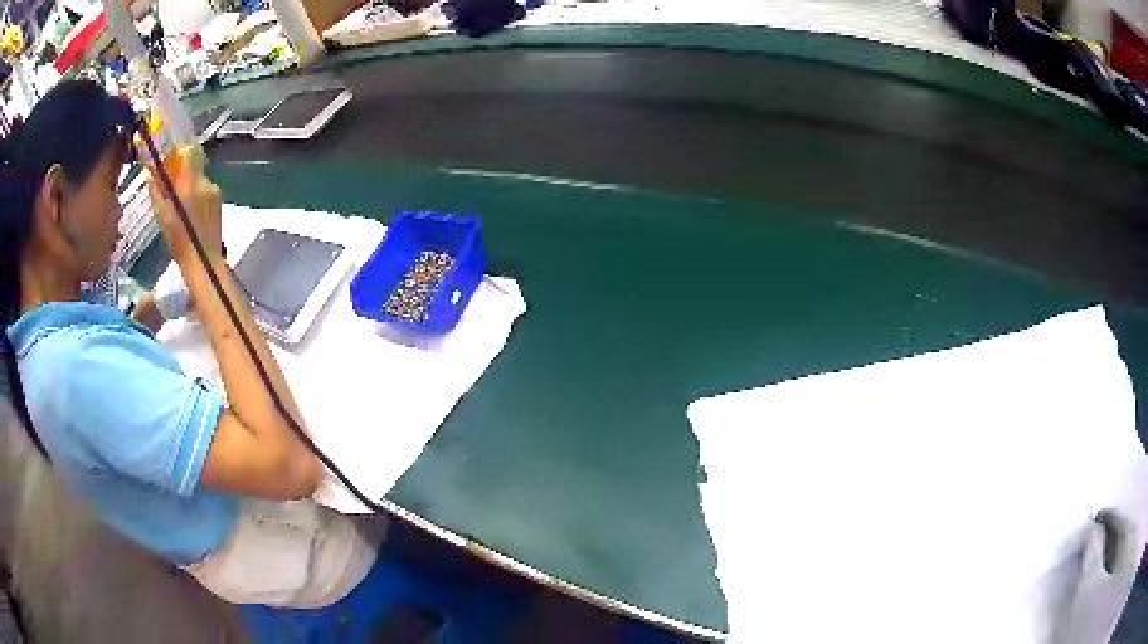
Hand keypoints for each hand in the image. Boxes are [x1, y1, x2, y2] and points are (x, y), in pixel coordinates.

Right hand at [148, 147, 222, 266]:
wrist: (203, 262)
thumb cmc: (178, 242)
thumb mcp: (162, 216)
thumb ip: (156, 191)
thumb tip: (150, 174)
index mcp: (190, 184)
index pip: (188, 152)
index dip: (178, 152)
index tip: (169, 158)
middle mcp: (205, 182)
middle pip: (193, 163)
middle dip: (181, 169)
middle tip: (170, 181)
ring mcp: (214, 190)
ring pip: (199, 176)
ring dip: (188, 182)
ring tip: (179, 200)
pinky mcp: (219, 199)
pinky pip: (205, 188)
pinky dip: (196, 192)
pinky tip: (190, 209)